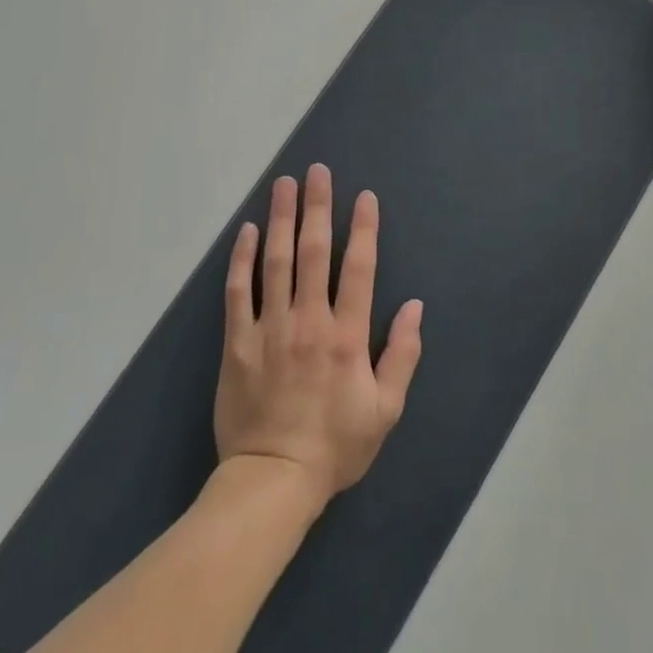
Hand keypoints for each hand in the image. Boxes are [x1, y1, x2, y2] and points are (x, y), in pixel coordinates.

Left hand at [214, 164, 423, 511]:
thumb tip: (415, 306)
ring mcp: (270, 329)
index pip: (359, 269)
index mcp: (347, 336)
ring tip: (284, 184)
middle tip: (318, 171)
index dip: (363, 229)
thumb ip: (402, 355)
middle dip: (318, 207)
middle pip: (314, 252)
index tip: (364, 197)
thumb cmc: (336, 446)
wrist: (272, 480)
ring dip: (282, 219)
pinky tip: (249, 230)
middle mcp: (309, 321)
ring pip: (276, 262)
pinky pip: (239, 292)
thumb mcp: (385, 409)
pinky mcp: (237, 343)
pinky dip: (243, 259)